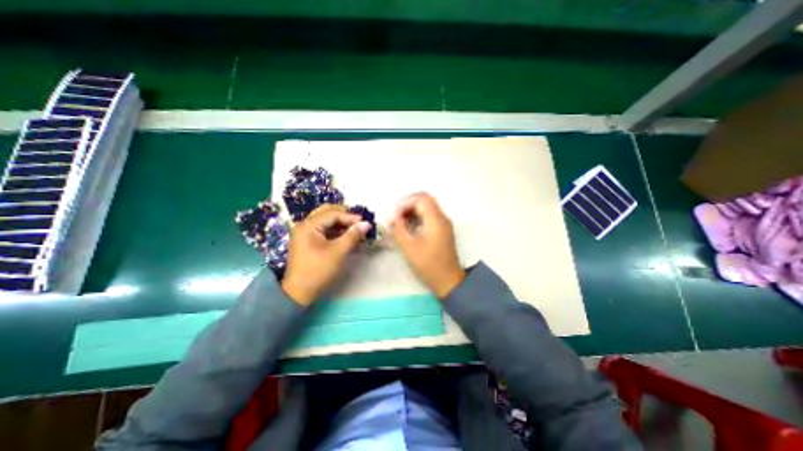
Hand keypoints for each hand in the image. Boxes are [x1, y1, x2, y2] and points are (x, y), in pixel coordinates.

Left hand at [279, 205, 371, 305]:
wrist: (299, 293)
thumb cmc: (318, 270)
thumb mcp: (338, 252)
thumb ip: (353, 235)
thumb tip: (367, 224)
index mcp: (308, 226)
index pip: (332, 214)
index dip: (350, 217)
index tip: (364, 222)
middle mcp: (304, 225)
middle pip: (326, 212)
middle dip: (344, 215)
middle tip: (358, 222)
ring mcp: (304, 233)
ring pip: (325, 220)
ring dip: (340, 222)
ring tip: (354, 229)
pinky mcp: (307, 241)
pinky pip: (323, 229)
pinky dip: (335, 230)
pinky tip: (345, 235)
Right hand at [389, 191, 465, 299]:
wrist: (448, 281)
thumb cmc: (428, 264)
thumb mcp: (409, 247)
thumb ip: (399, 228)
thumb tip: (393, 217)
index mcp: (436, 219)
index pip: (421, 198)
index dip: (405, 202)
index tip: (394, 215)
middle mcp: (442, 217)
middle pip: (424, 200)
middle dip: (407, 205)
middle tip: (395, 217)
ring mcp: (444, 224)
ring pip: (427, 208)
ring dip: (412, 211)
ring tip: (399, 222)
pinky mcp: (443, 230)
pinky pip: (429, 216)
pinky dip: (418, 217)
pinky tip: (408, 227)